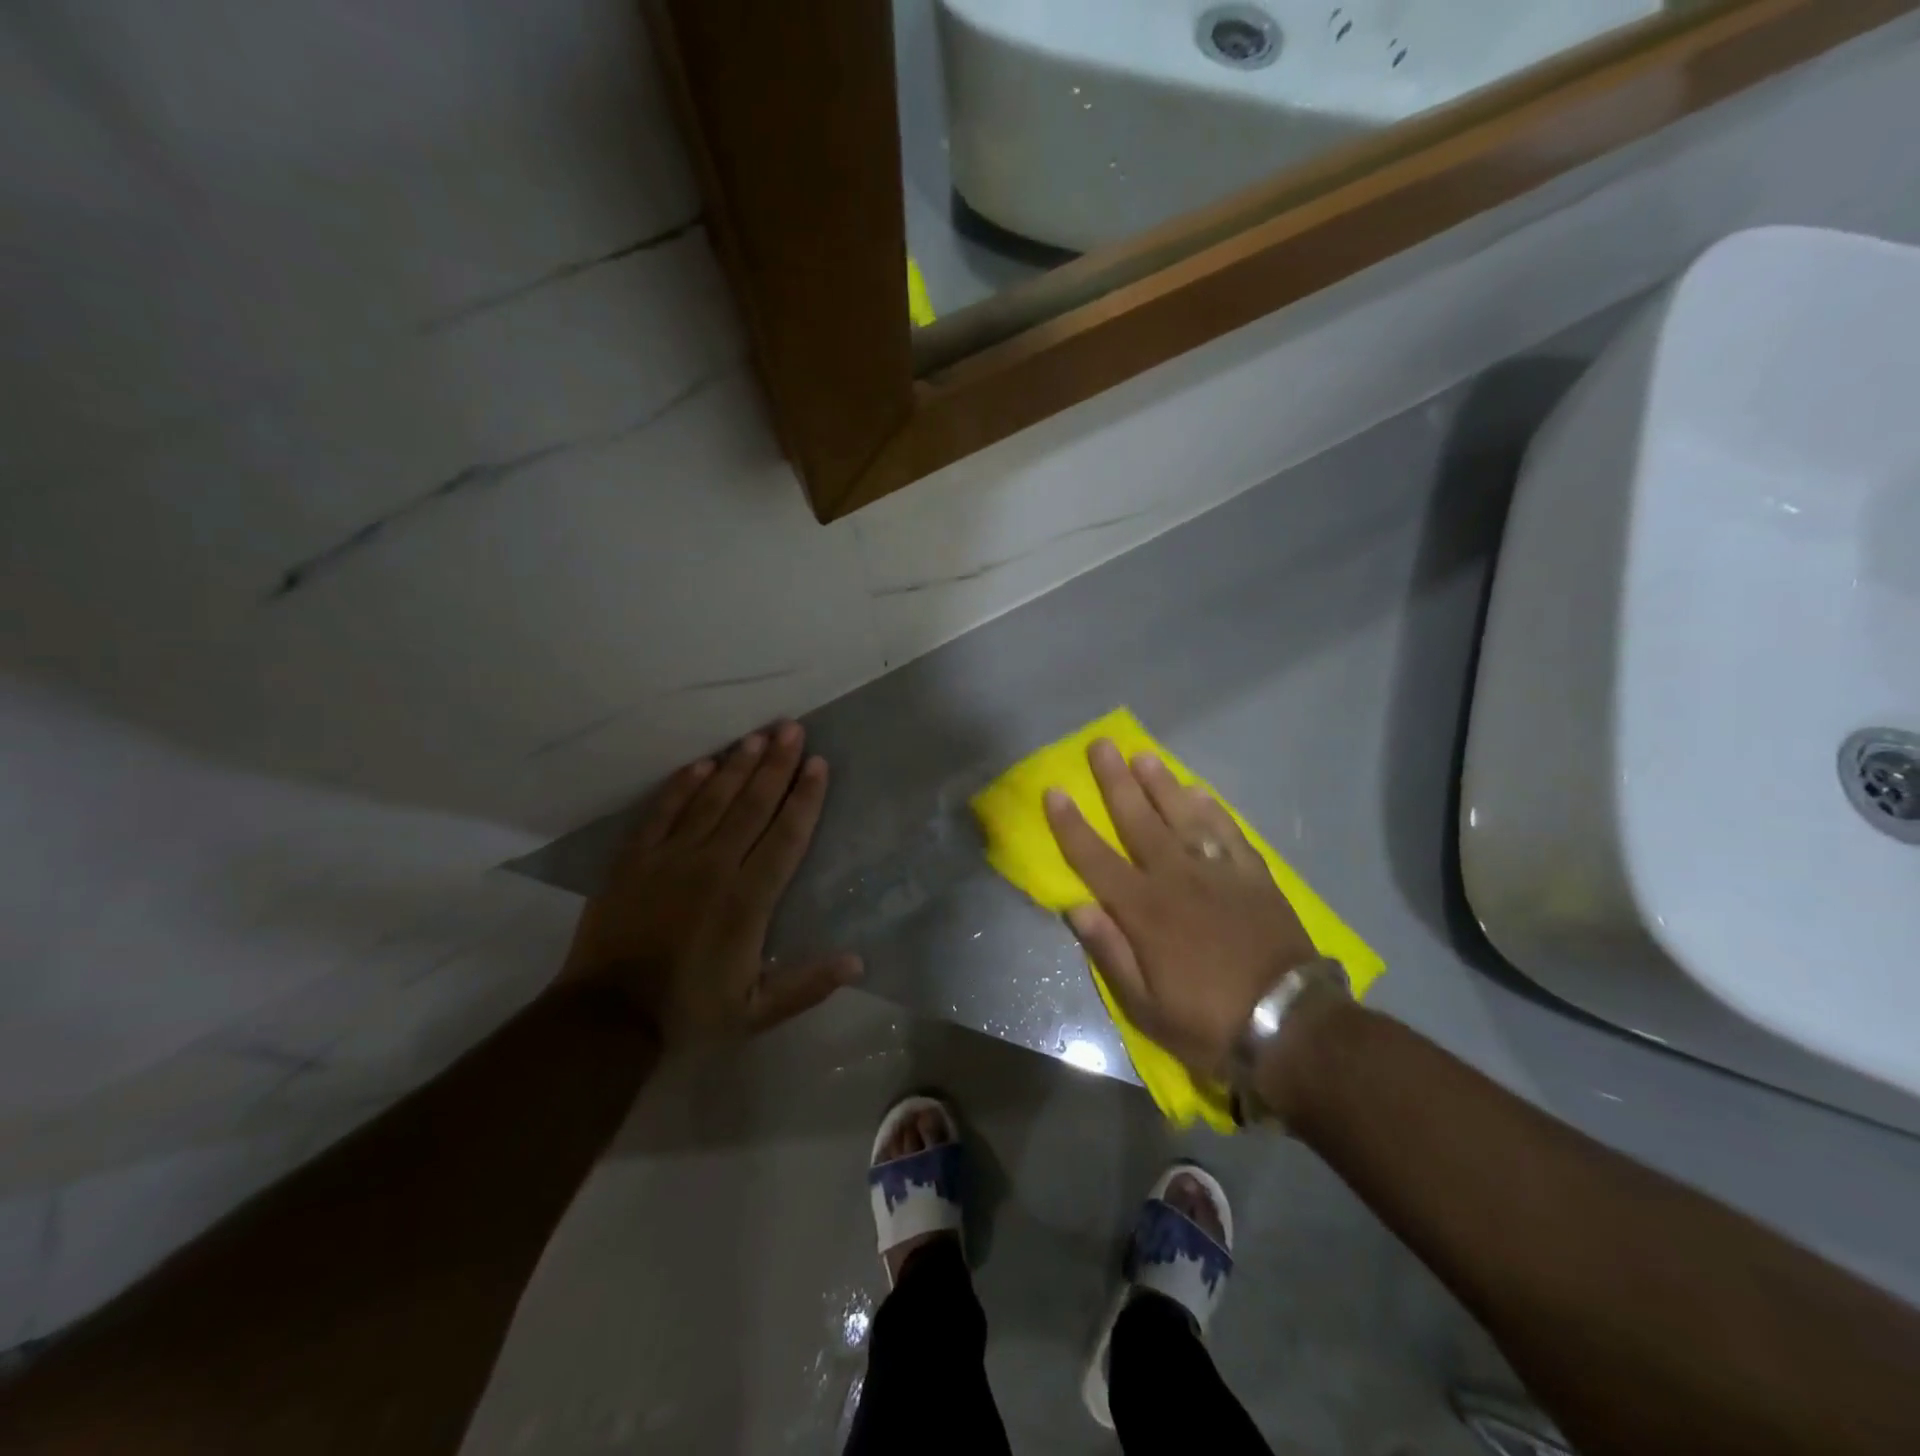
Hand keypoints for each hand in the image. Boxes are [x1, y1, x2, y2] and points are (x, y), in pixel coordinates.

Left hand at [559, 721, 861, 1048]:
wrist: (605, 1020)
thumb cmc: (688, 1014)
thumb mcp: (757, 1013)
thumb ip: (807, 985)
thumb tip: (857, 961)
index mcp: (748, 900)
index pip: (785, 836)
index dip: (805, 797)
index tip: (819, 764)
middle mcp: (713, 867)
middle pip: (752, 805)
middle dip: (776, 765)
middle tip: (793, 728)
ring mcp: (669, 859)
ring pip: (710, 800)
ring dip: (736, 766)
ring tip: (757, 736)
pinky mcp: (634, 860)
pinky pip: (662, 812)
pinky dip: (682, 786)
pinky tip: (700, 764)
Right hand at [1044, 739, 1315, 1080]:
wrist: (1291, 1026)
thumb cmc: (1207, 1021)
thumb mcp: (1144, 1005)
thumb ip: (1109, 951)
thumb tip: (1076, 906)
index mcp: (1143, 910)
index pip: (1095, 858)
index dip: (1071, 824)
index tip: (1055, 790)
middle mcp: (1176, 878)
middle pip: (1138, 820)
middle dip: (1116, 781)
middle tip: (1101, 745)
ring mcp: (1219, 873)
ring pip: (1183, 817)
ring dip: (1162, 784)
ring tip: (1144, 756)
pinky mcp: (1254, 877)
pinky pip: (1228, 833)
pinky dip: (1212, 810)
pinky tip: (1199, 793)